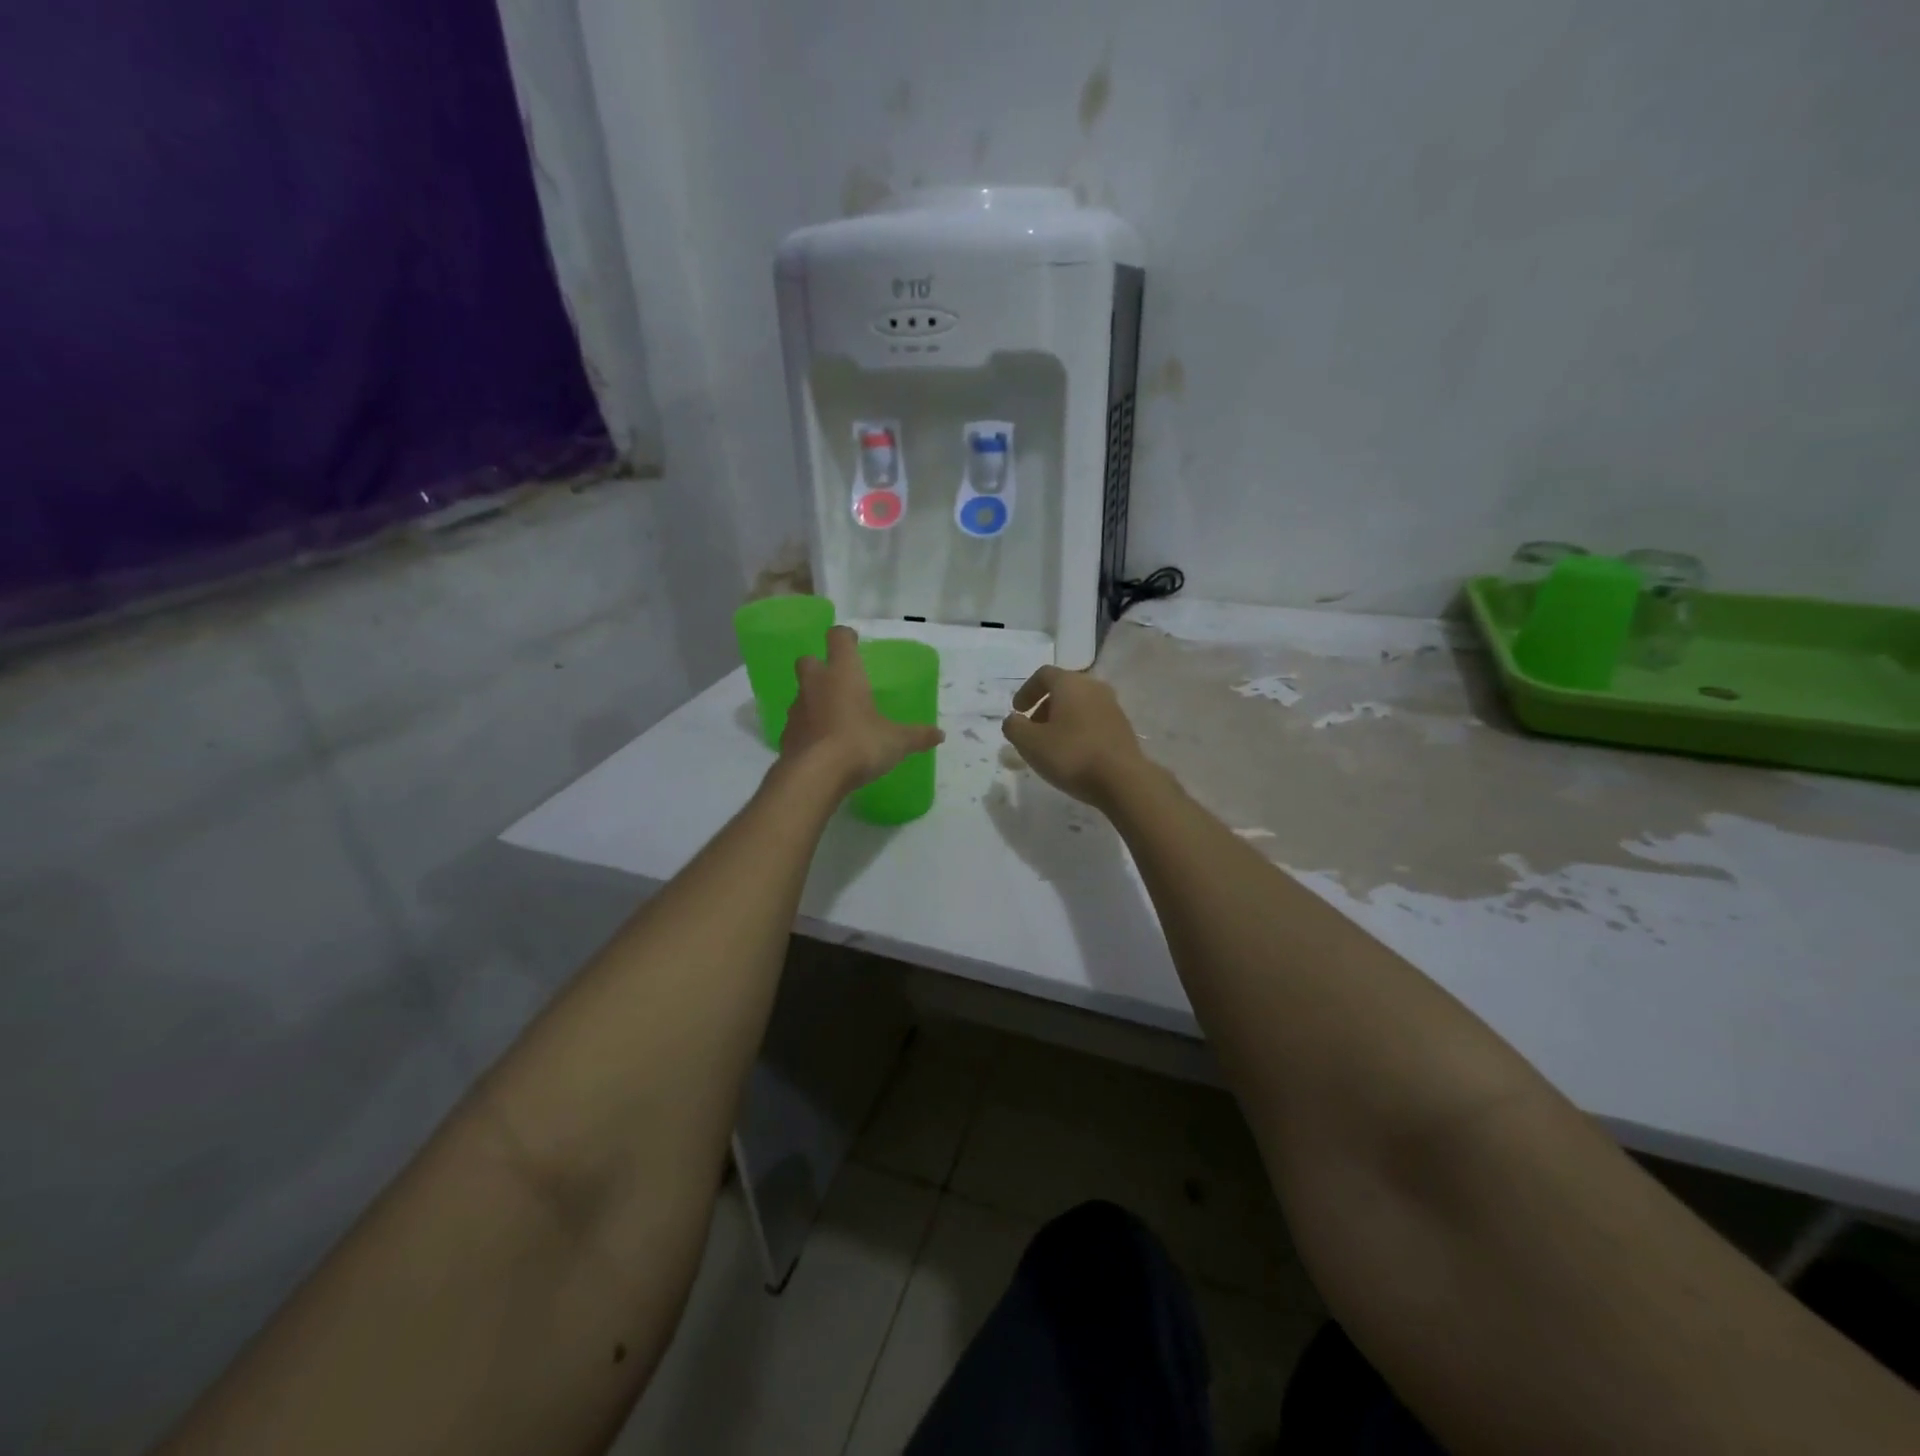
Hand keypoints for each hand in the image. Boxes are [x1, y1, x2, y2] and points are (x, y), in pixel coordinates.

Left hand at [782, 626, 944, 791]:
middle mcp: (815, 684)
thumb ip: (917, 736)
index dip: (845, 638)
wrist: (814, 776)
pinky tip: (823, 745)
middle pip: (808, 660)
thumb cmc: (860, 744)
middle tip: (839, 682)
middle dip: (820, 666)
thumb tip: (939, 735)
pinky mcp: (786, 736)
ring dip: (814, 700)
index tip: (853, 643)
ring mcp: (797, 710)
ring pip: (801, 694)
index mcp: (843, 674)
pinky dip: (808, 729)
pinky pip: (798, 724)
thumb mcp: (896, 742)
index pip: (838, 638)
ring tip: (834, 719)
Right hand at [1000, 665, 1148, 807]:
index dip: (1026, 691)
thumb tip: (1013, 720)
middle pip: (1063, 688)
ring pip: (1079, 705)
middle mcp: (1094, 687)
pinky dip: (1078, 729)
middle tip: (1032, 729)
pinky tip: (1073, 753)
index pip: (1043, 675)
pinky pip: (1093, 719)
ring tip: (1051, 744)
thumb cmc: (1071, 755)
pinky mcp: (1123, 726)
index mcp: (1070, 683)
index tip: (1017, 711)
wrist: (1123, 780)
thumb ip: (1014, 727)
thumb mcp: (1030, 743)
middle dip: (1043, 706)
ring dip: (1061, 719)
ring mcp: (1112, 706)